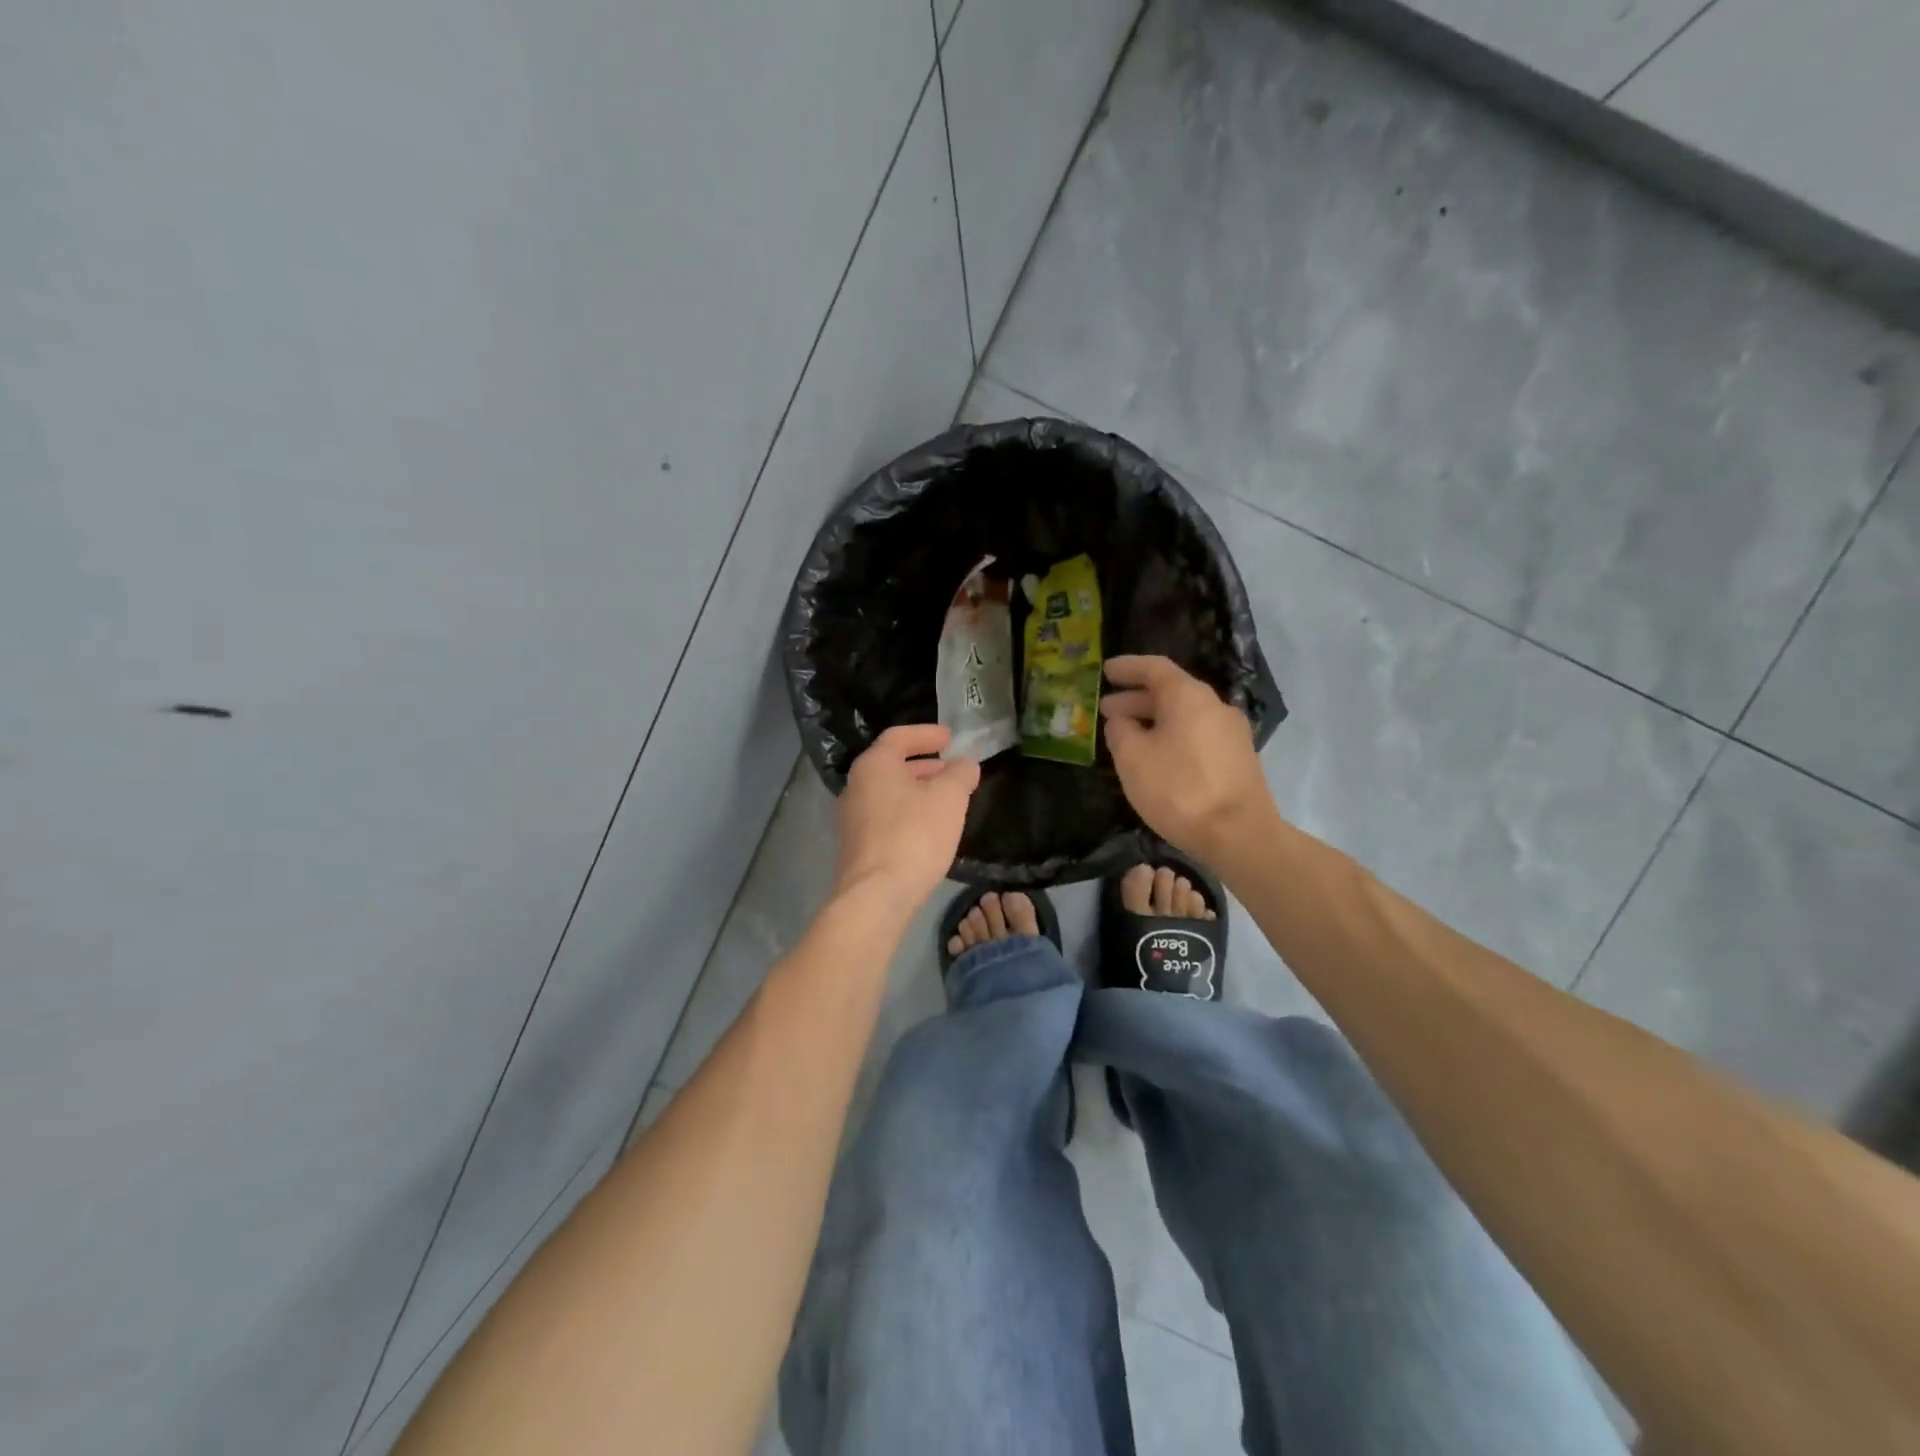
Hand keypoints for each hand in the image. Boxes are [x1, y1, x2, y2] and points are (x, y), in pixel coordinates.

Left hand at [834, 724, 980, 906]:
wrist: (877, 895)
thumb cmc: (914, 835)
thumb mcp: (949, 798)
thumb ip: (960, 774)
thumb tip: (965, 764)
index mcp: (874, 765)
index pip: (898, 736)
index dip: (926, 734)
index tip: (949, 737)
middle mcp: (856, 786)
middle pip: (891, 765)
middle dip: (924, 764)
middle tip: (950, 768)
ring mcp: (852, 818)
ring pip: (889, 792)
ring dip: (917, 790)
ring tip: (946, 798)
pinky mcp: (857, 845)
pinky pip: (886, 817)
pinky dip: (908, 812)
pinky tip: (929, 828)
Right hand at [1101, 655, 1276, 860]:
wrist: (1239, 834)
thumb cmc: (1179, 789)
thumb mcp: (1132, 758)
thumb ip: (1120, 731)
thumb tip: (1121, 721)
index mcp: (1188, 696)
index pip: (1154, 668)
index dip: (1127, 667)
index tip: (1105, 670)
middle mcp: (1214, 705)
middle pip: (1170, 692)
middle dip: (1136, 698)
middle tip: (1106, 709)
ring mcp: (1231, 732)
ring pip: (1184, 715)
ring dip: (1153, 720)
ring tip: (1126, 735)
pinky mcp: (1238, 757)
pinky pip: (1196, 734)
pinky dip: (1171, 735)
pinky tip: (1155, 756)